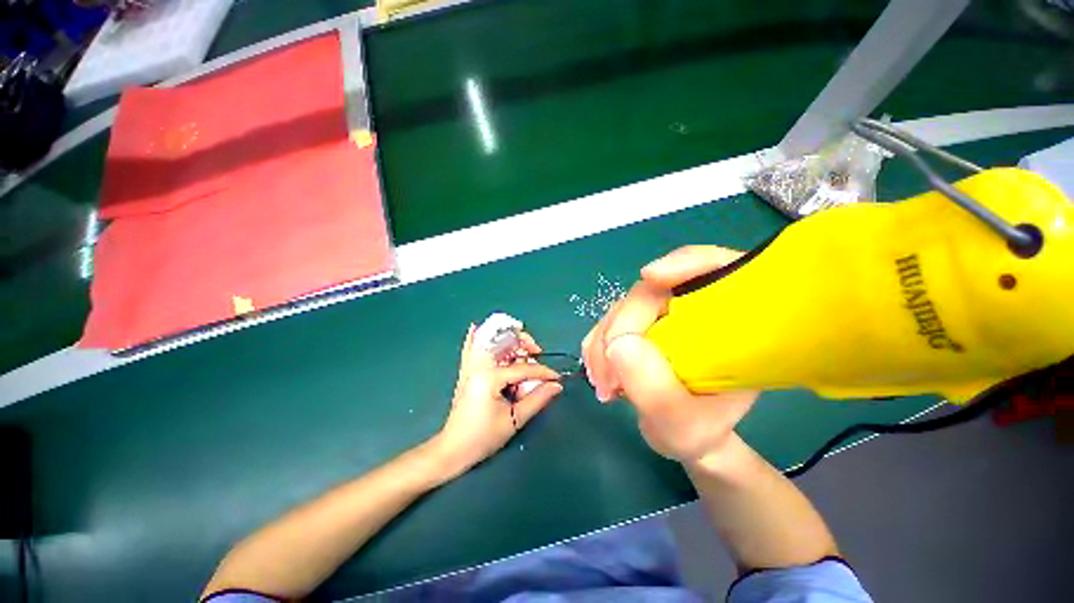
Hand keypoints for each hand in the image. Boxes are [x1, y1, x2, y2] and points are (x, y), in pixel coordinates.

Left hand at [433, 324, 562, 476]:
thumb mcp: (514, 419)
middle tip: (537, 354)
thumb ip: (537, 399)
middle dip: (524, 344)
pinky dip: (473, 339)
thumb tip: (557, 385)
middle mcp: (478, 366)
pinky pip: (468, 349)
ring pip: (489, 342)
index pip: (523, 368)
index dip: (543, 372)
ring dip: (506, 339)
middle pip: (505, 343)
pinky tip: (474, 328)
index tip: (557, 377)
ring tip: (521, 347)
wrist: (452, 449)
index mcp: (490, 376)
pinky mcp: (465, 373)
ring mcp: (469, 368)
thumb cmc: (483, 437)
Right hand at [582, 246, 758, 462]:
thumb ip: (657, 392)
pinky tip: (601, 375)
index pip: (716, 268)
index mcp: (727, 320)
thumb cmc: (697, 429)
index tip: (651, 277)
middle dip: (621, 329)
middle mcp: (691, 307)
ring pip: (621, 308)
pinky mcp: (635, 322)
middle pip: (650, 293)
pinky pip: (607, 322)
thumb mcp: (686, 426)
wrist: (680, 431)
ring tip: (605, 386)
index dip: (686, 263)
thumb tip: (618, 346)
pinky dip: (597, 347)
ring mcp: (659, 313)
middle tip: (608, 378)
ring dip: (603, 344)